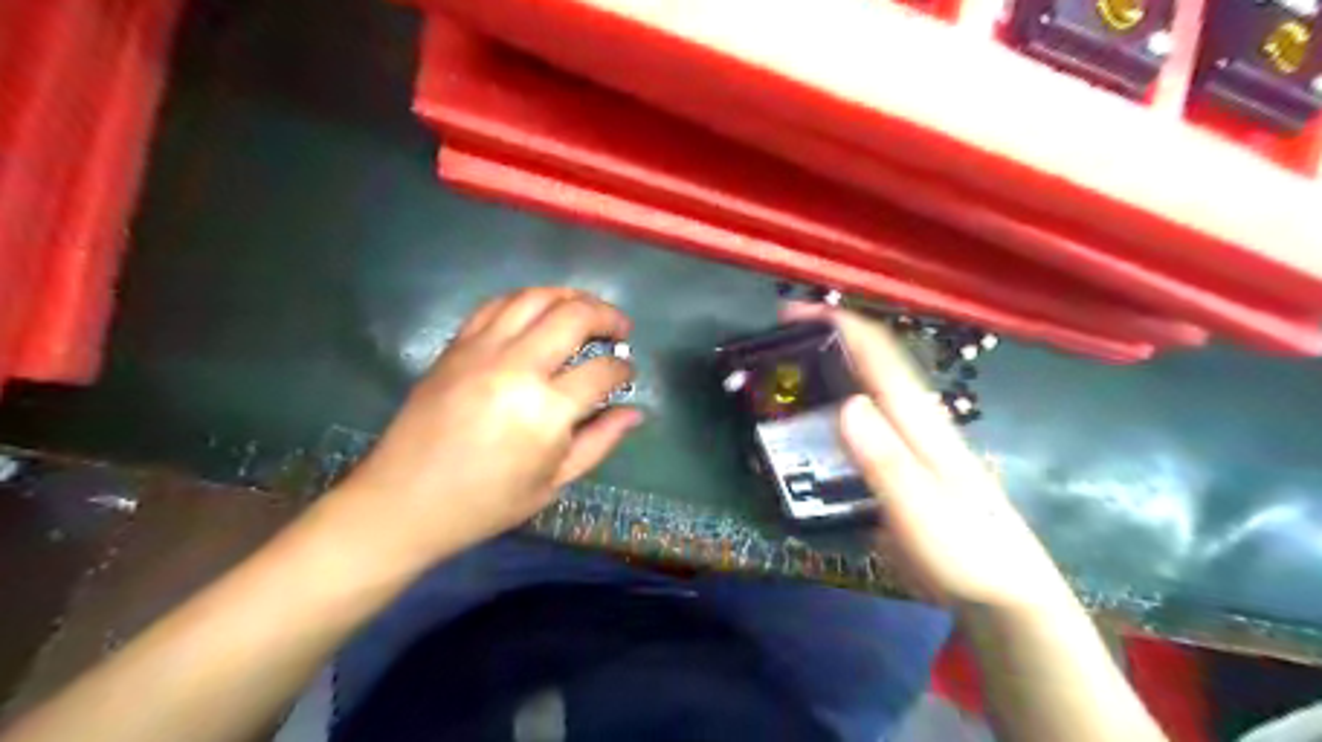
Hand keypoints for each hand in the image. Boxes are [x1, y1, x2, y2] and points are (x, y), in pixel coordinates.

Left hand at [329, 287, 641, 566]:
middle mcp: (517, 368)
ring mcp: (482, 351)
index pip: (602, 371)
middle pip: (574, 317)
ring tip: (586, 308)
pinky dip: (527, 300)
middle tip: (621, 329)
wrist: (404, 501)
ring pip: (536, 298)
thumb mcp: (554, 482)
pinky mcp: (456, 346)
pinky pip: (497, 305)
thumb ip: (600, 441)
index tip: (628, 373)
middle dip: (607, 316)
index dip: (624, 369)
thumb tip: (635, 412)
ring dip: (570, 297)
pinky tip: (540, 311)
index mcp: (546, 411)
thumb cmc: (487, 502)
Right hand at [783, 306, 1071, 610]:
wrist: (1003, 590)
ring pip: (861, 392)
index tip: (791, 313)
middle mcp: (911, 420)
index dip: (837, 323)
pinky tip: (805, 433)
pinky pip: (857, 426)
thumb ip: (884, 460)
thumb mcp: (921, 509)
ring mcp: (906, 443)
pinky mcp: (899, 466)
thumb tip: (846, 403)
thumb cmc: (965, 550)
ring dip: (822, 377)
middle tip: (771, 352)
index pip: (877, 353)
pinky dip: (828, 414)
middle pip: (866, 364)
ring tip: (778, 384)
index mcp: (917, 419)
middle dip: (821, 345)